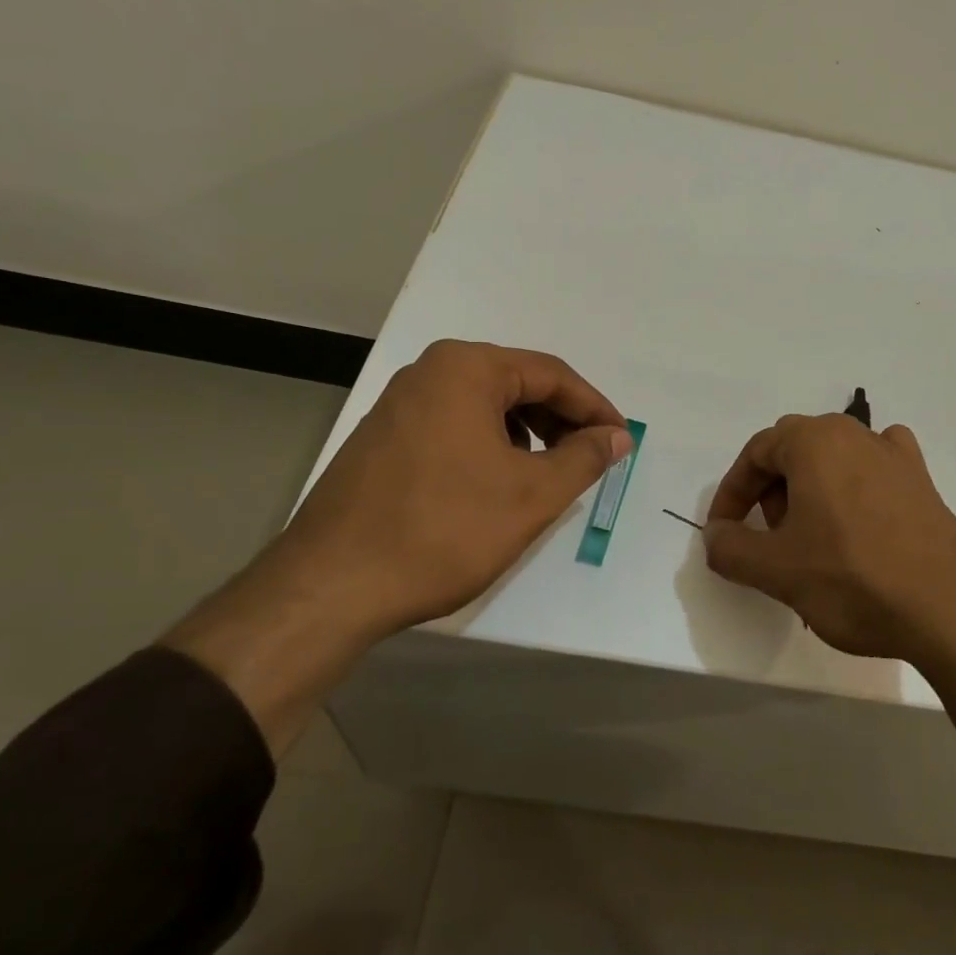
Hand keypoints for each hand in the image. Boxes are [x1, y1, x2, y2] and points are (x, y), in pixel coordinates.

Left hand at [273, 340, 630, 636]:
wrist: (332, 585)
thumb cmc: (444, 530)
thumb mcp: (532, 494)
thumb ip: (584, 457)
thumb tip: (617, 436)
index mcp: (466, 369)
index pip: (551, 375)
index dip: (594, 408)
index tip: (622, 441)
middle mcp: (429, 372)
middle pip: (517, 385)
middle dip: (561, 421)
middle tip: (592, 458)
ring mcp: (399, 404)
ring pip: (485, 407)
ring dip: (528, 434)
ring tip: (550, 474)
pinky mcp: (383, 438)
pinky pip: (455, 426)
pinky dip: (490, 446)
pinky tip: (499, 483)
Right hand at [702, 413, 955, 662]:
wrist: (951, 607)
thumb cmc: (852, 577)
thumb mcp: (776, 569)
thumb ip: (730, 548)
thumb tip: (714, 535)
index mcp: (815, 440)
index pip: (756, 453)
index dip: (732, 494)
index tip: (725, 533)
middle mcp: (855, 434)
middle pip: (793, 451)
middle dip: (771, 492)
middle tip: (772, 539)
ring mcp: (895, 456)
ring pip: (833, 461)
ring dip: (809, 493)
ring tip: (812, 544)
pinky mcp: (922, 482)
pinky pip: (874, 472)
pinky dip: (854, 490)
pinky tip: (858, 522)